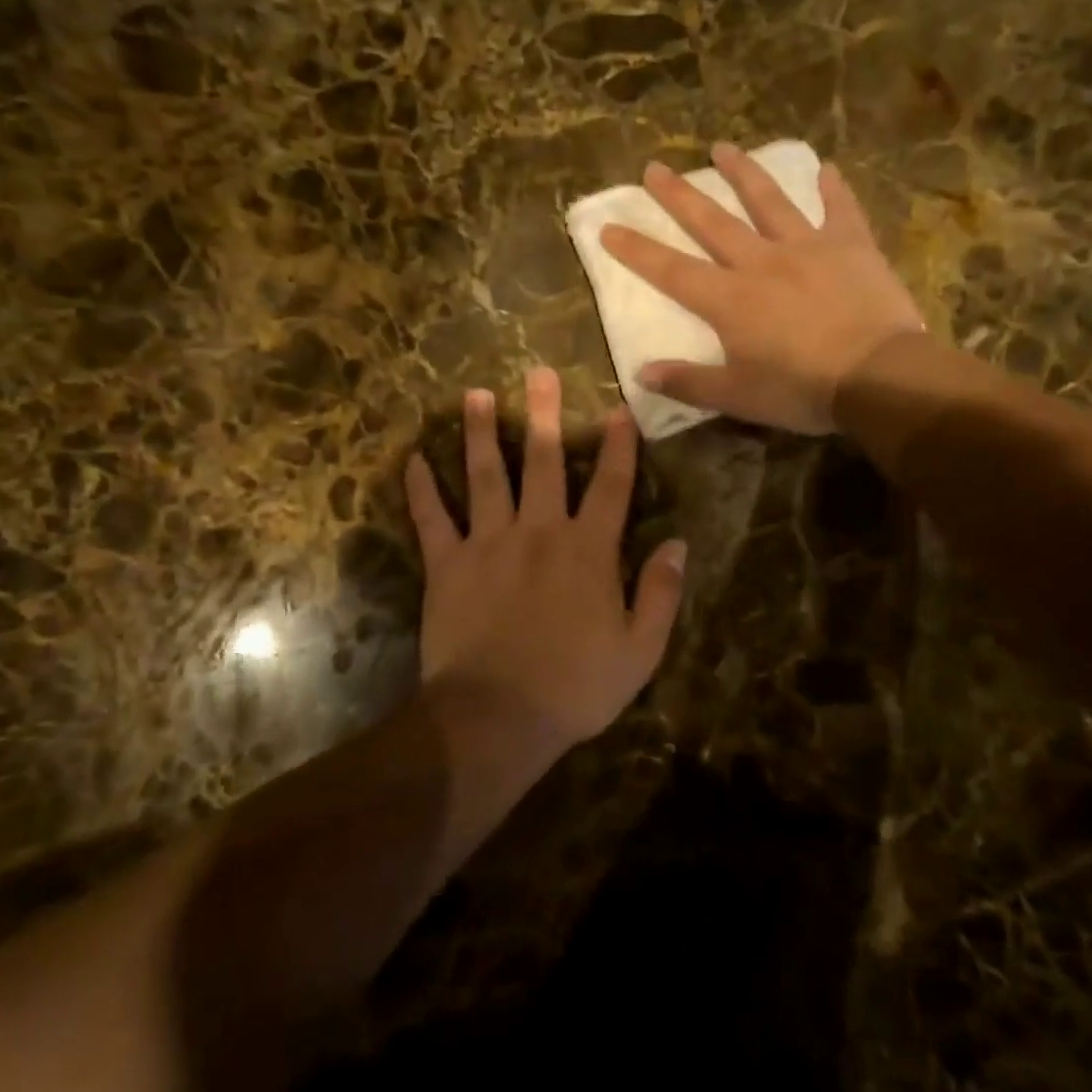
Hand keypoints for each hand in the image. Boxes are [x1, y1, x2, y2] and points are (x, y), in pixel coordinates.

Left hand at [404, 368, 686, 743]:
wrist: (496, 718)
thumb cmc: (575, 687)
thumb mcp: (640, 650)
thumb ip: (661, 592)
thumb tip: (678, 543)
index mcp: (588, 550)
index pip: (611, 486)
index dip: (618, 445)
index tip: (619, 408)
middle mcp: (539, 531)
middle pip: (543, 461)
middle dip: (544, 414)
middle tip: (538, 373)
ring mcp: (488, 543)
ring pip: (484, 475)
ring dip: (479, 433)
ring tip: (474, 394)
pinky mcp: (447, 564)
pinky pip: (432, 519)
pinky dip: (421, 489)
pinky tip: (412, 459)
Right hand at [599, 143, 923, 433]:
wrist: (878, 376)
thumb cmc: (802, 390)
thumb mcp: (738, 397)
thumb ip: (688, 383)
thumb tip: (641, 373)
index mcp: (729, 300)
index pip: (671, 270)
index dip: (636, 249)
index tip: (609, 226)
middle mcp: (760, 262)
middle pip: (712, 222)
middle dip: (678, 196)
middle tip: (654, 167)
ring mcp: (806, 247)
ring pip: (768, 201)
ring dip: (743, 173)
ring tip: (722, 148)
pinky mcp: (850, 245)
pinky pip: (839, 209)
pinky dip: (831, 188)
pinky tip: (825, 168)